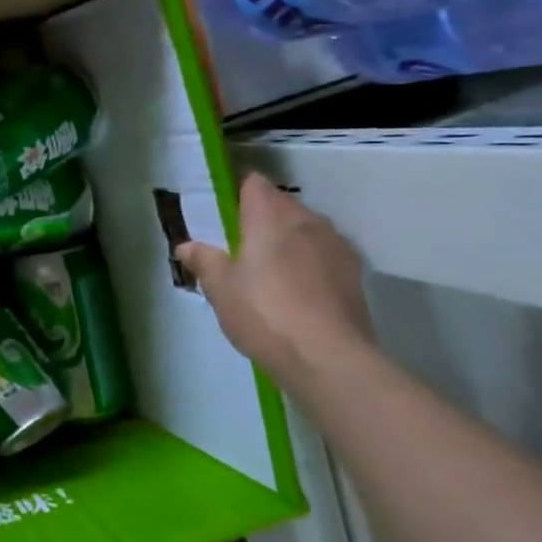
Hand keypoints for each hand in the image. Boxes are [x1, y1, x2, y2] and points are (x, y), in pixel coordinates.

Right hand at [177, 173, 375, 388]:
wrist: (328, 357)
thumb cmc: (263, 313)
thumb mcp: (219, 288)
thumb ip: (204, 260)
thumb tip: (187, 245)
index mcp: (270, 218)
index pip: (254, 184)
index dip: (237, 190)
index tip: (222, 207)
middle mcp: (308, 222)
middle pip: (281, 204)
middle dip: (260, 216)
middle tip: (236, 243)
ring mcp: (336, 246)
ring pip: (305, 229)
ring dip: (286, 239)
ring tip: (265, 267)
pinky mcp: (354, 274)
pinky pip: (322, 253)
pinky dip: (306, 261)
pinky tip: (293, 288)